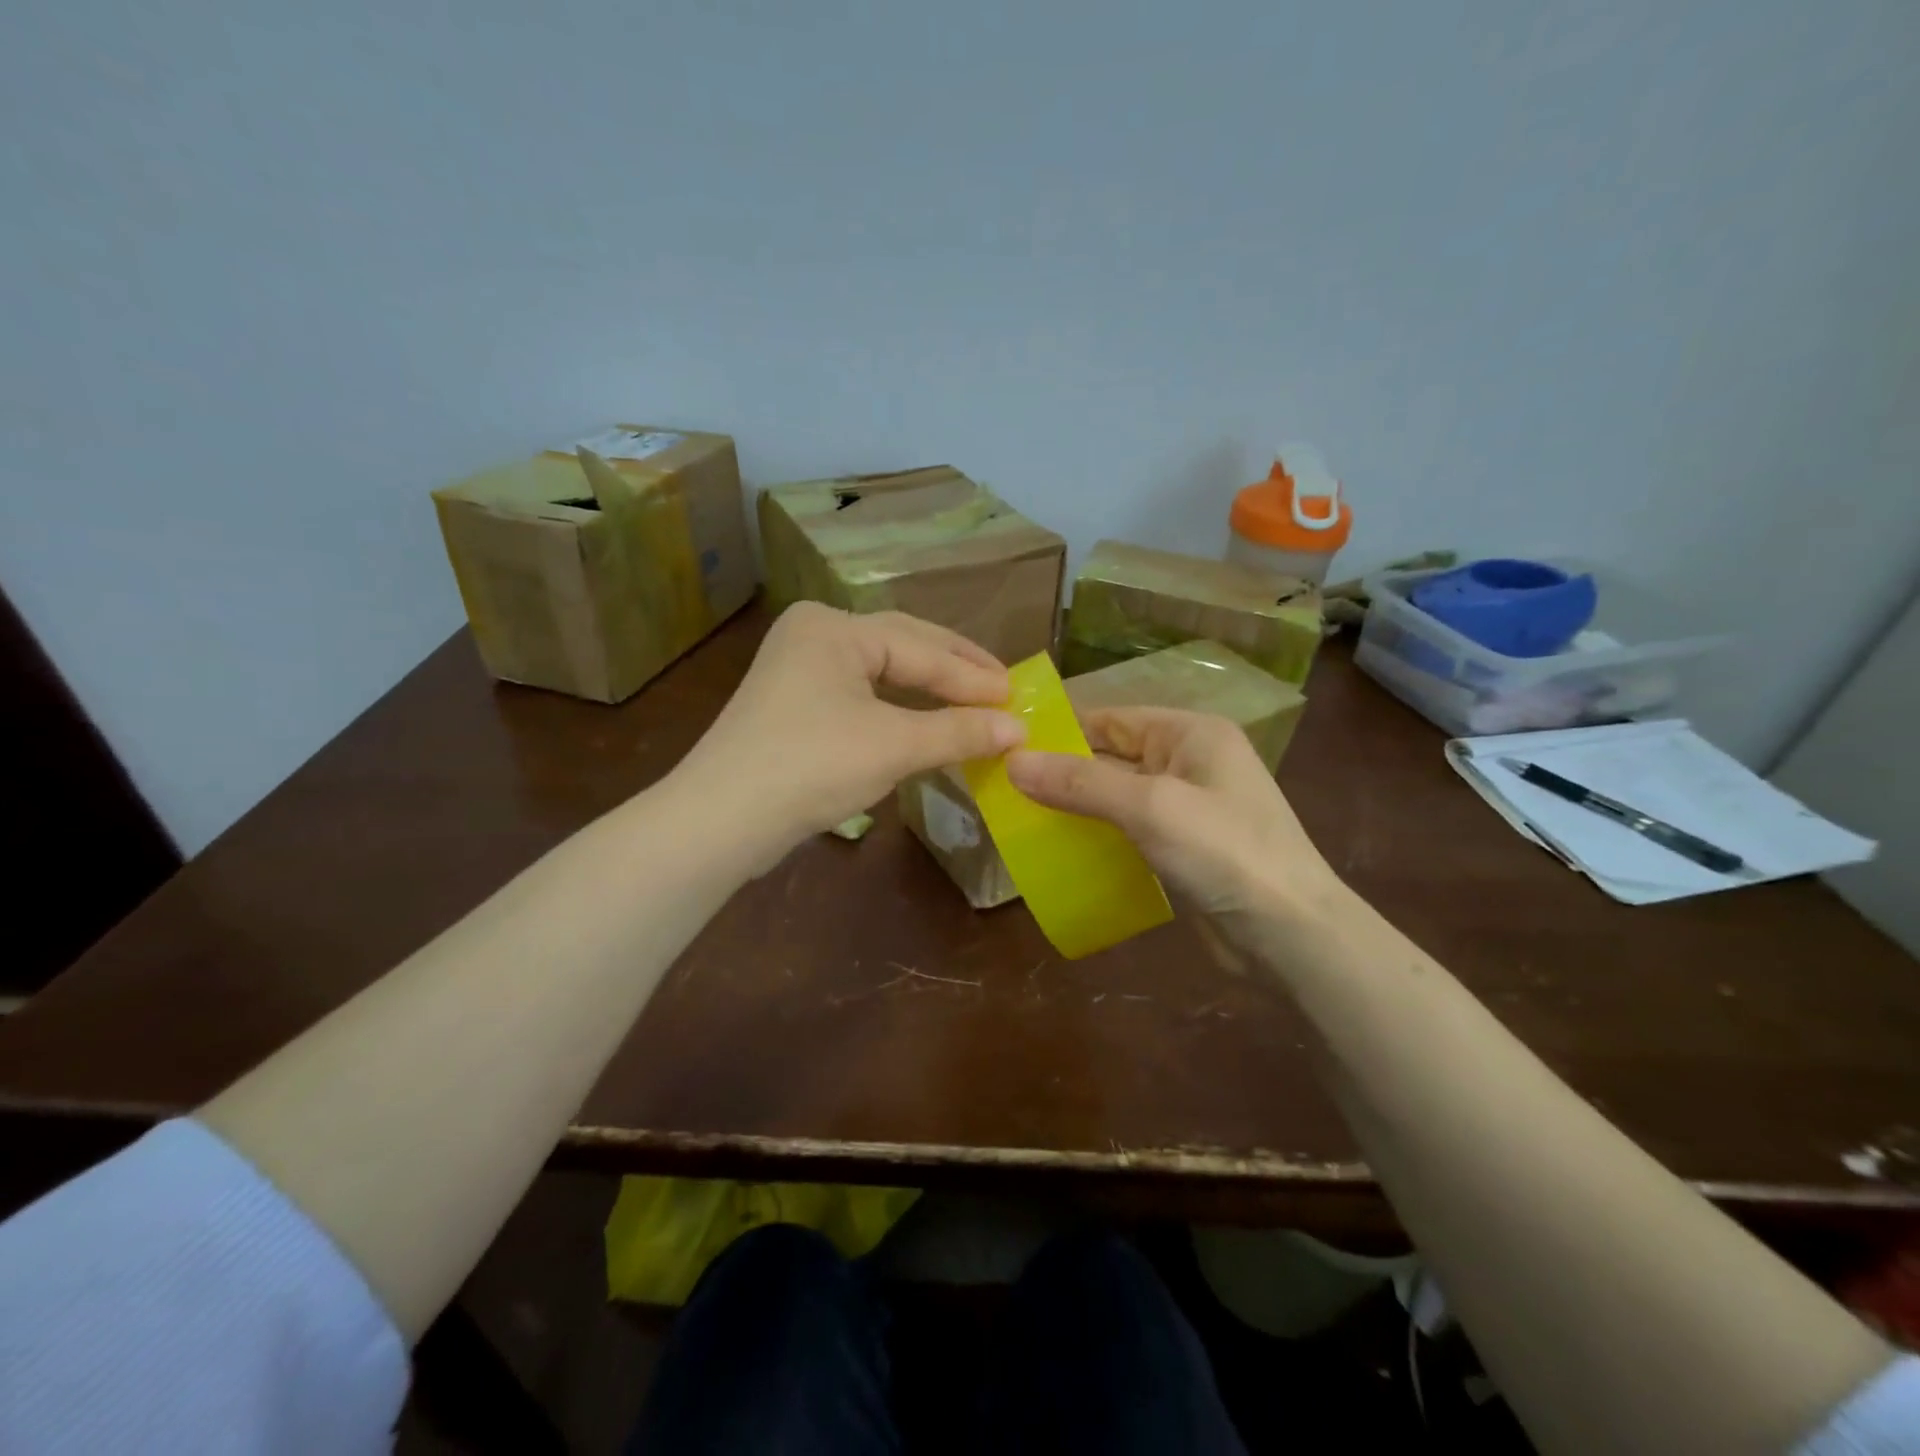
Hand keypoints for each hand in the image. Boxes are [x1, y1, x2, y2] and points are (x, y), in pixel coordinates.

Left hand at [679, 603, 1024, 856]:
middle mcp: (815, 634)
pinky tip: (925, 720)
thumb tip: (1019, 728)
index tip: (1019, 697)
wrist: (721, 820)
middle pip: (902, 646)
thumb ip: (959, 732)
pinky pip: (861, 694)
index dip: (973, 678)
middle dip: (954, 670)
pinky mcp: (794, 703)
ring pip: (881, 671)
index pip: (921, 649)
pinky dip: (899, 707)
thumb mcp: (893, 746)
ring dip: (928, 689)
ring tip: (974, 701)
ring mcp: (799, 668)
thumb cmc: (812, 767)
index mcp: (835, 627)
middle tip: (1003, 688)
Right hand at [1005, 707, 1345, 955]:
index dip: (1059, 731)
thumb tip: (1011, 762)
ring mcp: (1188, 807)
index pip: (1110, 718)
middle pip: (1111, 756)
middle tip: (1002, 788)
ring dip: (1076, 807)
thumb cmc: (1225, 853)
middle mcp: (1189, 761)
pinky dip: (1097, 836)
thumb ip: (1080, 782)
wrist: (1291, 936)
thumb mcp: (1149, 807)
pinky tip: (1060, 851)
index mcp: (1190, 733)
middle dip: (1062, 773)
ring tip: (1019, 819)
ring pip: (1116, 797)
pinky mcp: (1183, 848)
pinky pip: (1129, 830)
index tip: (1005, 747)